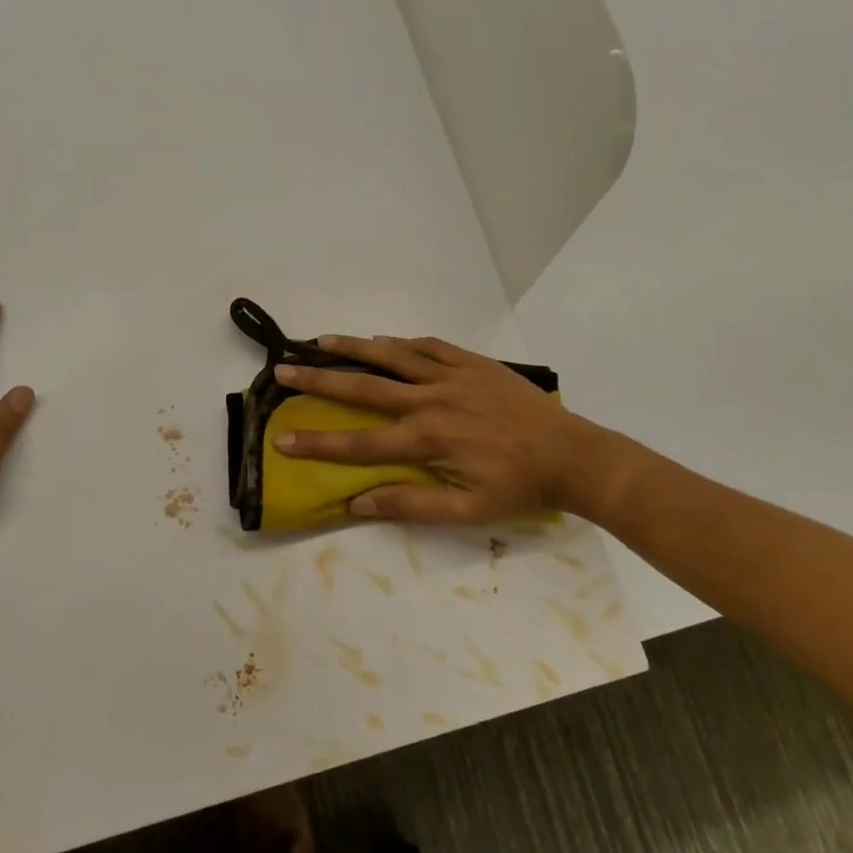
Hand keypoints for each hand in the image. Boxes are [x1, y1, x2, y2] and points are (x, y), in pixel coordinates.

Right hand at [272, 334, 608, 524]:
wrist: (570, 455)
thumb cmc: (517, 488)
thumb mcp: (465, 512)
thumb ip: (410, 504)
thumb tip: (356, 504)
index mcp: (427, 439)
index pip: (359, 442)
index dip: (317, 444)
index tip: (282, 439)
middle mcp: (430, 400)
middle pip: (364, 386)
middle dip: (319, 379)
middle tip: (283, 371)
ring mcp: (452, 375)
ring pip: (392, 355)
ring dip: (354, 347)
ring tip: (320, 341)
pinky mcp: (472, 362)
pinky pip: (429, 345)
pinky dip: (401, 343)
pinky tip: (383, 341)